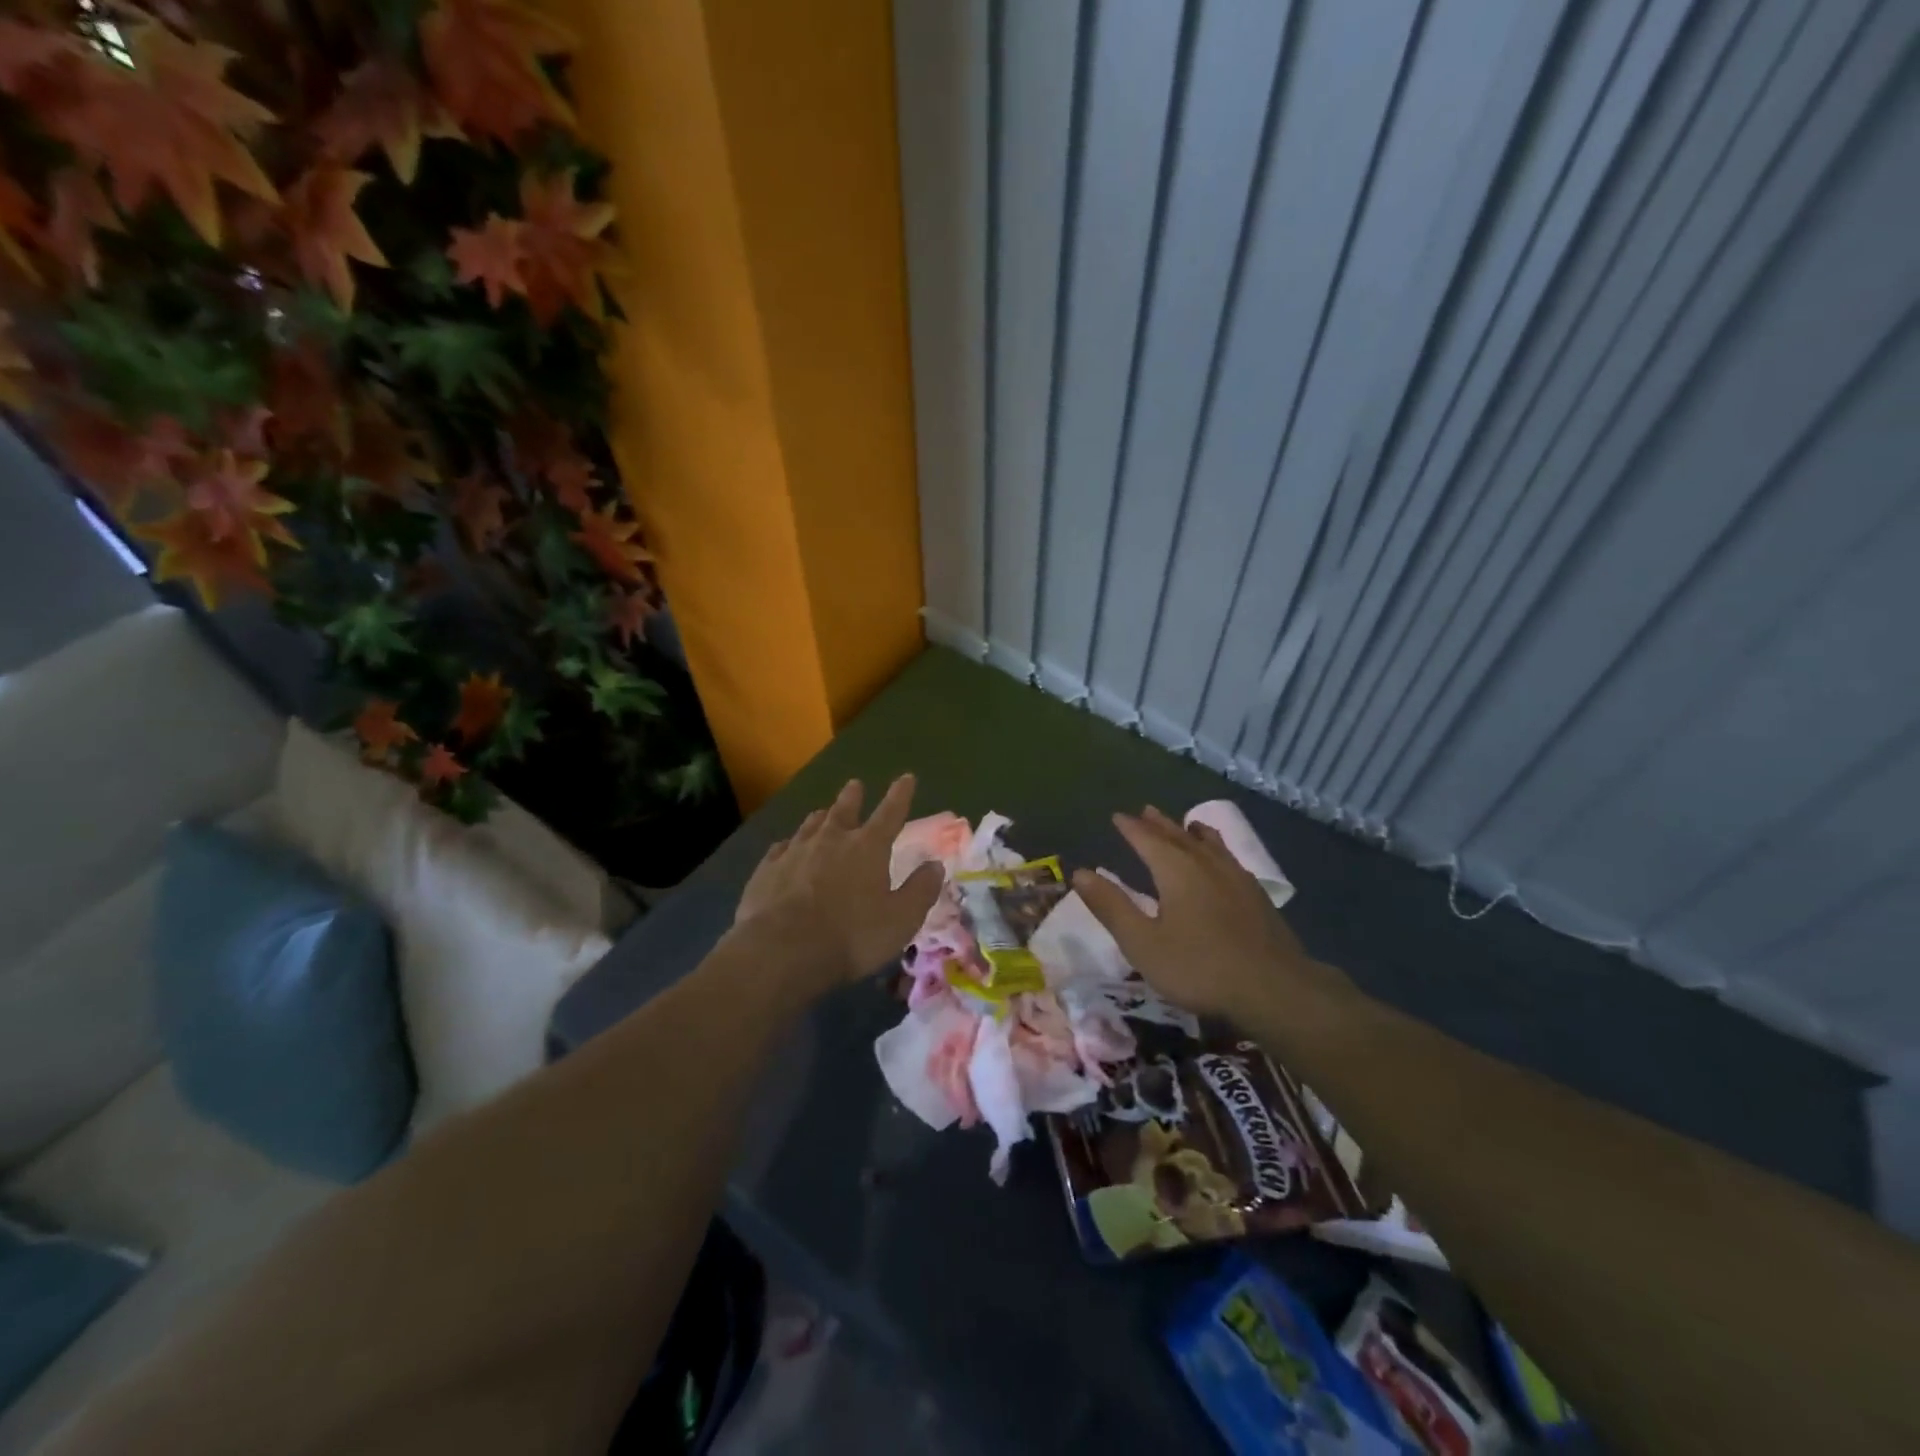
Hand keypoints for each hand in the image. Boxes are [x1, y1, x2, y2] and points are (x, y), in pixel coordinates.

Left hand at [733, 775, 944, 993]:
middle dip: (853, 797)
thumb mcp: (901, 919)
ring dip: (820, 817)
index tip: (906, 777)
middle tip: (855, 785)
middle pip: (844, 810)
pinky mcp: (767, 870)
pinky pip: (780, 849)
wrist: (781, 950)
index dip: (900, 795)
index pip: (890, 813)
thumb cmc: (851, 936)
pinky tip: (785, 848)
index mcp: (868, 847)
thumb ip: (920, 890)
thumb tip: (935, 865)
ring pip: (810, 826)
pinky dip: (788, 845)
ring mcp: (795, 852)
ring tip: (822, 813)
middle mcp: (831, 840)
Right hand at [1074, 806, 1322, 1021]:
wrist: (1274, 989)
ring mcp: (1236, 878)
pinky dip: (1217, 849)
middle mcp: (1206, 865)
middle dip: (1159, 824)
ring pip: (1210, 844)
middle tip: (1146, 810)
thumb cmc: (1199, 967)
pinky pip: (1230, 858)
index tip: (1118, 816)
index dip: (1131, 828)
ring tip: (1187, 824)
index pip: (1147, 840)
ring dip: (1191, 832)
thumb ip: (1111, 907)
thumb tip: (1080, 873)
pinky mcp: (1257, 896)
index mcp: (1176, 871)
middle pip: (1179, 836)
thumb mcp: (1143, 943)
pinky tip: (1223, 862)